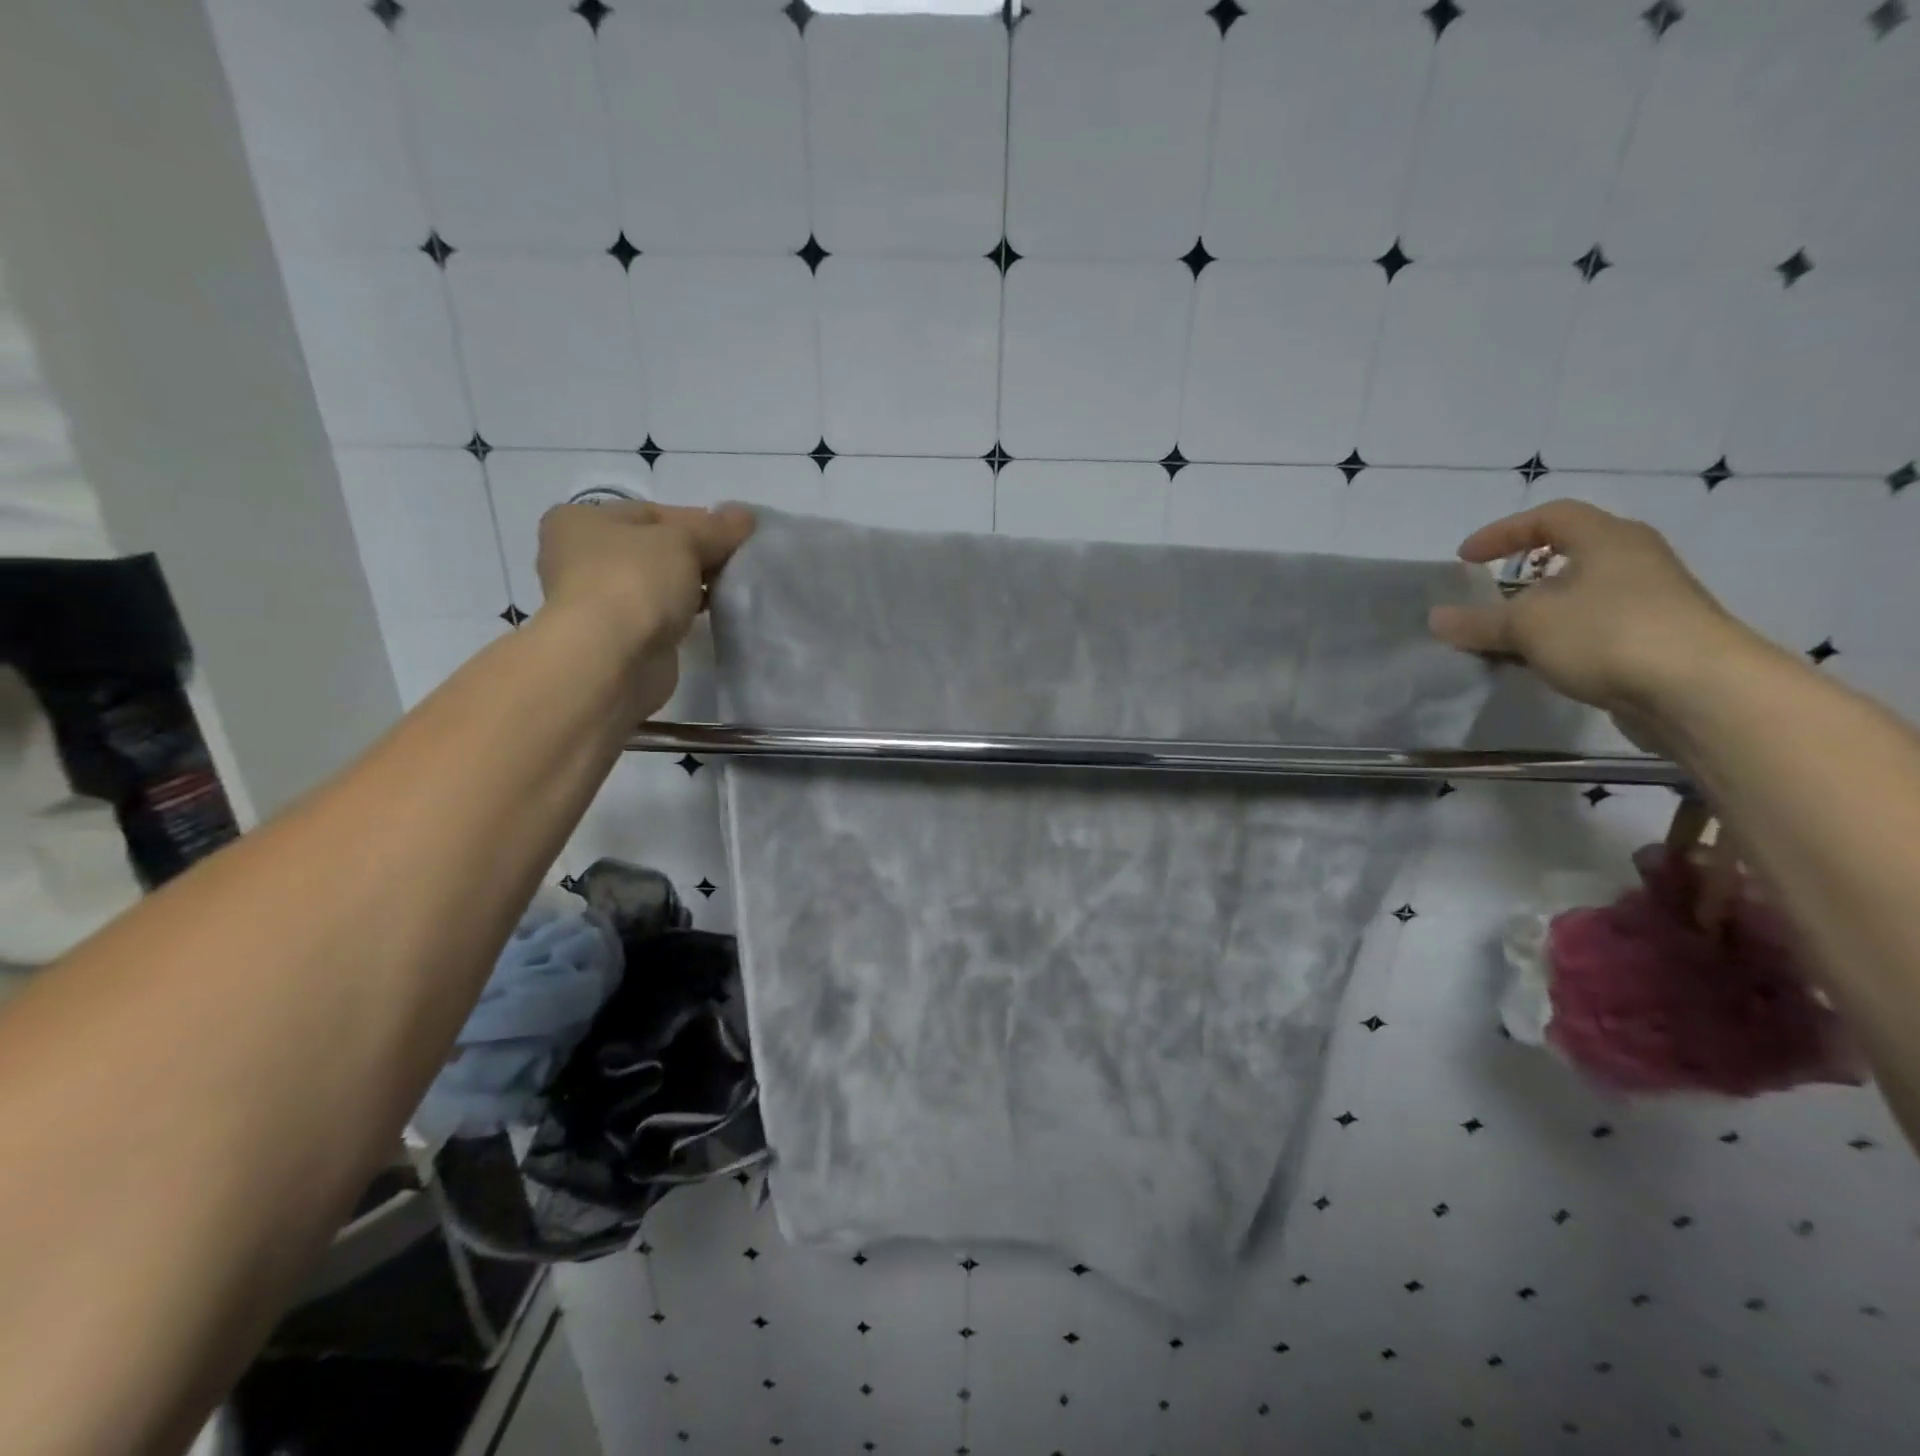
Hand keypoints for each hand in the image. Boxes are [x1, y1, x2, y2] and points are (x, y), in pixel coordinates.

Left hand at [535, 499, 753, 715]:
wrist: (612, 659)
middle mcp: (581, 557)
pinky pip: (660, 614)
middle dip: (697, 554)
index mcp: (582, 521)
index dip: (697, 521)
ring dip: (692, 585)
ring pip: (658, 583)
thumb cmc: (634, 581)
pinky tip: (712, 614)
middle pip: (655, 548)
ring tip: (731, 588)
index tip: (736, 536)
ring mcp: (598, 601)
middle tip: (737, 563)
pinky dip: (683, 613)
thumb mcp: (682, 541)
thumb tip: (746, 516)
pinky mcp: (619, 637)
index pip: (652, 513)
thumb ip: (716, 528)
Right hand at [1427, 499, 1756, 724]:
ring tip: (1506, 636)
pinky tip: (1539, 661)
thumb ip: (1478, 622)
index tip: (1465, 559)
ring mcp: (1651, 601)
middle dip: (1524, 574)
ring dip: (1540, 611)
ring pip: (1581, 595)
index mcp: (1608, 539)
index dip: (1502, 533)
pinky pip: (1594, 628)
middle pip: (1571, 554)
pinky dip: (1560, 638)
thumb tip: (1435, 618)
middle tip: (1489, 593)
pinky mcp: (1656, 639)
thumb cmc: (1607, 634)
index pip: (1550, 517)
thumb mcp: (1527, 626)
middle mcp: (1634, 560)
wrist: (1699, 690)